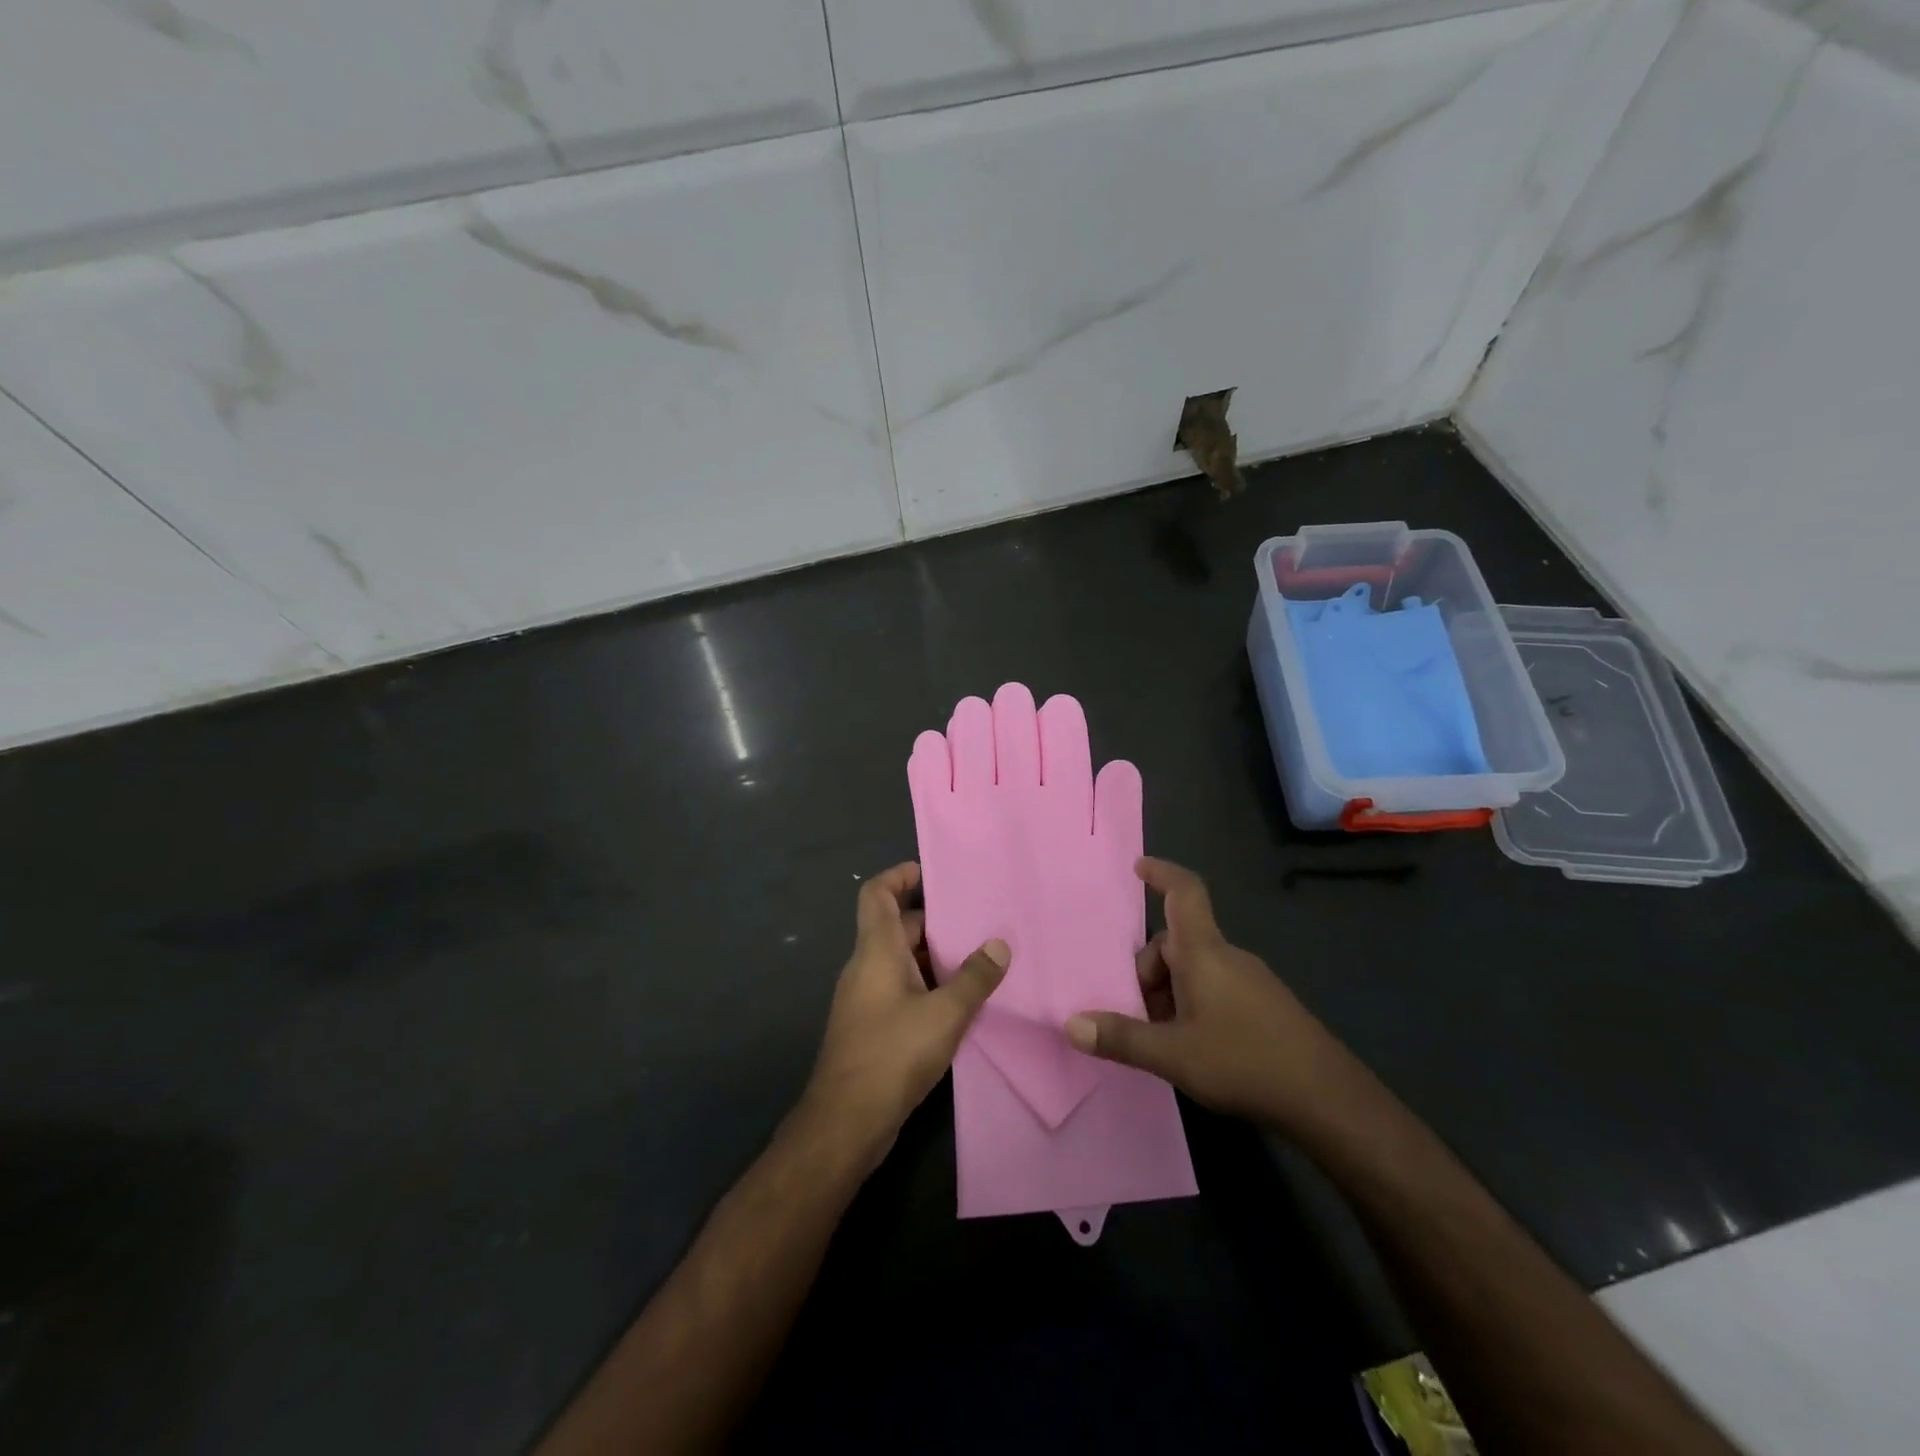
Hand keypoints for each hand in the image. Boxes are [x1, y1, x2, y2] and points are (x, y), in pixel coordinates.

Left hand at [801, 862, 1008, 1172]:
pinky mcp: (872, 1027)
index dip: (899, 875)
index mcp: (876, 950)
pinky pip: (902, 989)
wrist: (846, 1122)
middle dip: (935, 922)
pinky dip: (928, 986)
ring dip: (936, 958)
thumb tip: (999, 944)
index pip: (877, 894)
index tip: (930, 871)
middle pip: (896, 927)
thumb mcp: (945, 1013)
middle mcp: (866, 966)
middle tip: (978, 922)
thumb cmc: (892, 1054)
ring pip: (902, 961)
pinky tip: (961, 1002)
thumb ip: (974, 977)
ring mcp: (866, 998)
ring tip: (979, 959)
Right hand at [1064, 857, 1341, 1128]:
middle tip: (1133, 1014)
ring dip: (1168, 995)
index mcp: (1204, 952)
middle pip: (1175, 943)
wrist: (1329, 1101)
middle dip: (1147, 972)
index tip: (1138, 866)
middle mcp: (1227, 957)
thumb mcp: (1173, 1054)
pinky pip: (1215, 989)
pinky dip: (1192, 1006)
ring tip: (1161, 1040)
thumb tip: (1070, 1024)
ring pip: (1194, 970)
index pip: (1184, 893)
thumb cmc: (1245, 1062)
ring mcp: (1250, 981)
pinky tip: (1192, 1048)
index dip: (1162, 873)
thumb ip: (1121, 1038)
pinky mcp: (1264, 1007)